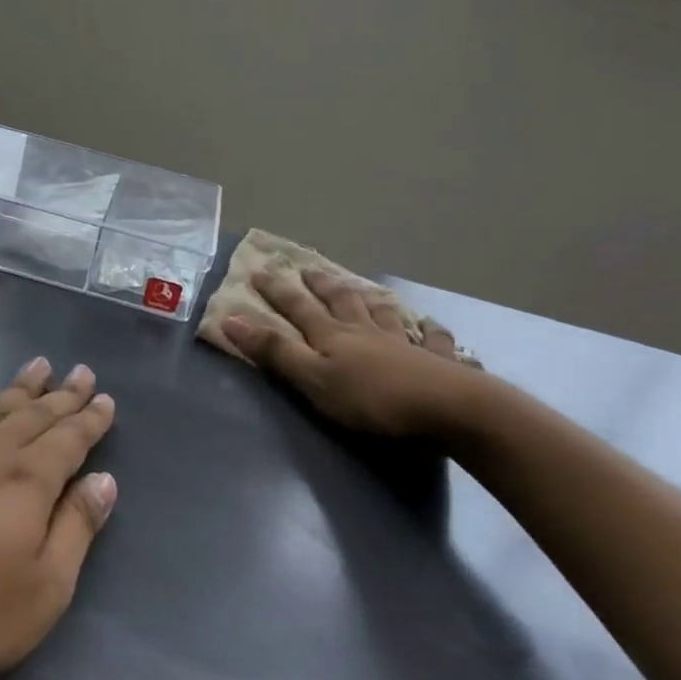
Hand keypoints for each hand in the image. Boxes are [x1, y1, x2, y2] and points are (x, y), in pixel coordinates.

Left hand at [0, 358, 118, 679]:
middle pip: (32, 416)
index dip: (90, 419)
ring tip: (37, 365)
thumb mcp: (43, 591)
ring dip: (16, 387)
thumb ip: (76, 530)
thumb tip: (104, 481)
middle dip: (61, 394)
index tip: (105, 398)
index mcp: (27, 483)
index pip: (69, 440)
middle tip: (81, 371)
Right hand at [222, 268, 480, 440]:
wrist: (449, 410)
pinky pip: (435, 341)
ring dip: (371, 301)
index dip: (277, 290)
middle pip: (342, 302)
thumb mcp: (314, 380)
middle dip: (322, 286)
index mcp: (334, 337)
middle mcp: (368, 333)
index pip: (298, 308)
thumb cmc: (373, 401)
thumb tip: (230, 318)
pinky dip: (431, 331)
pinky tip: (431, 326)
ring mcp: (406, 344)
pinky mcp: (440, 363)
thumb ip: (275, 352)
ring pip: (384, 314)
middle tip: (310, 269)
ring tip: (365, 290)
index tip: (258, 269)